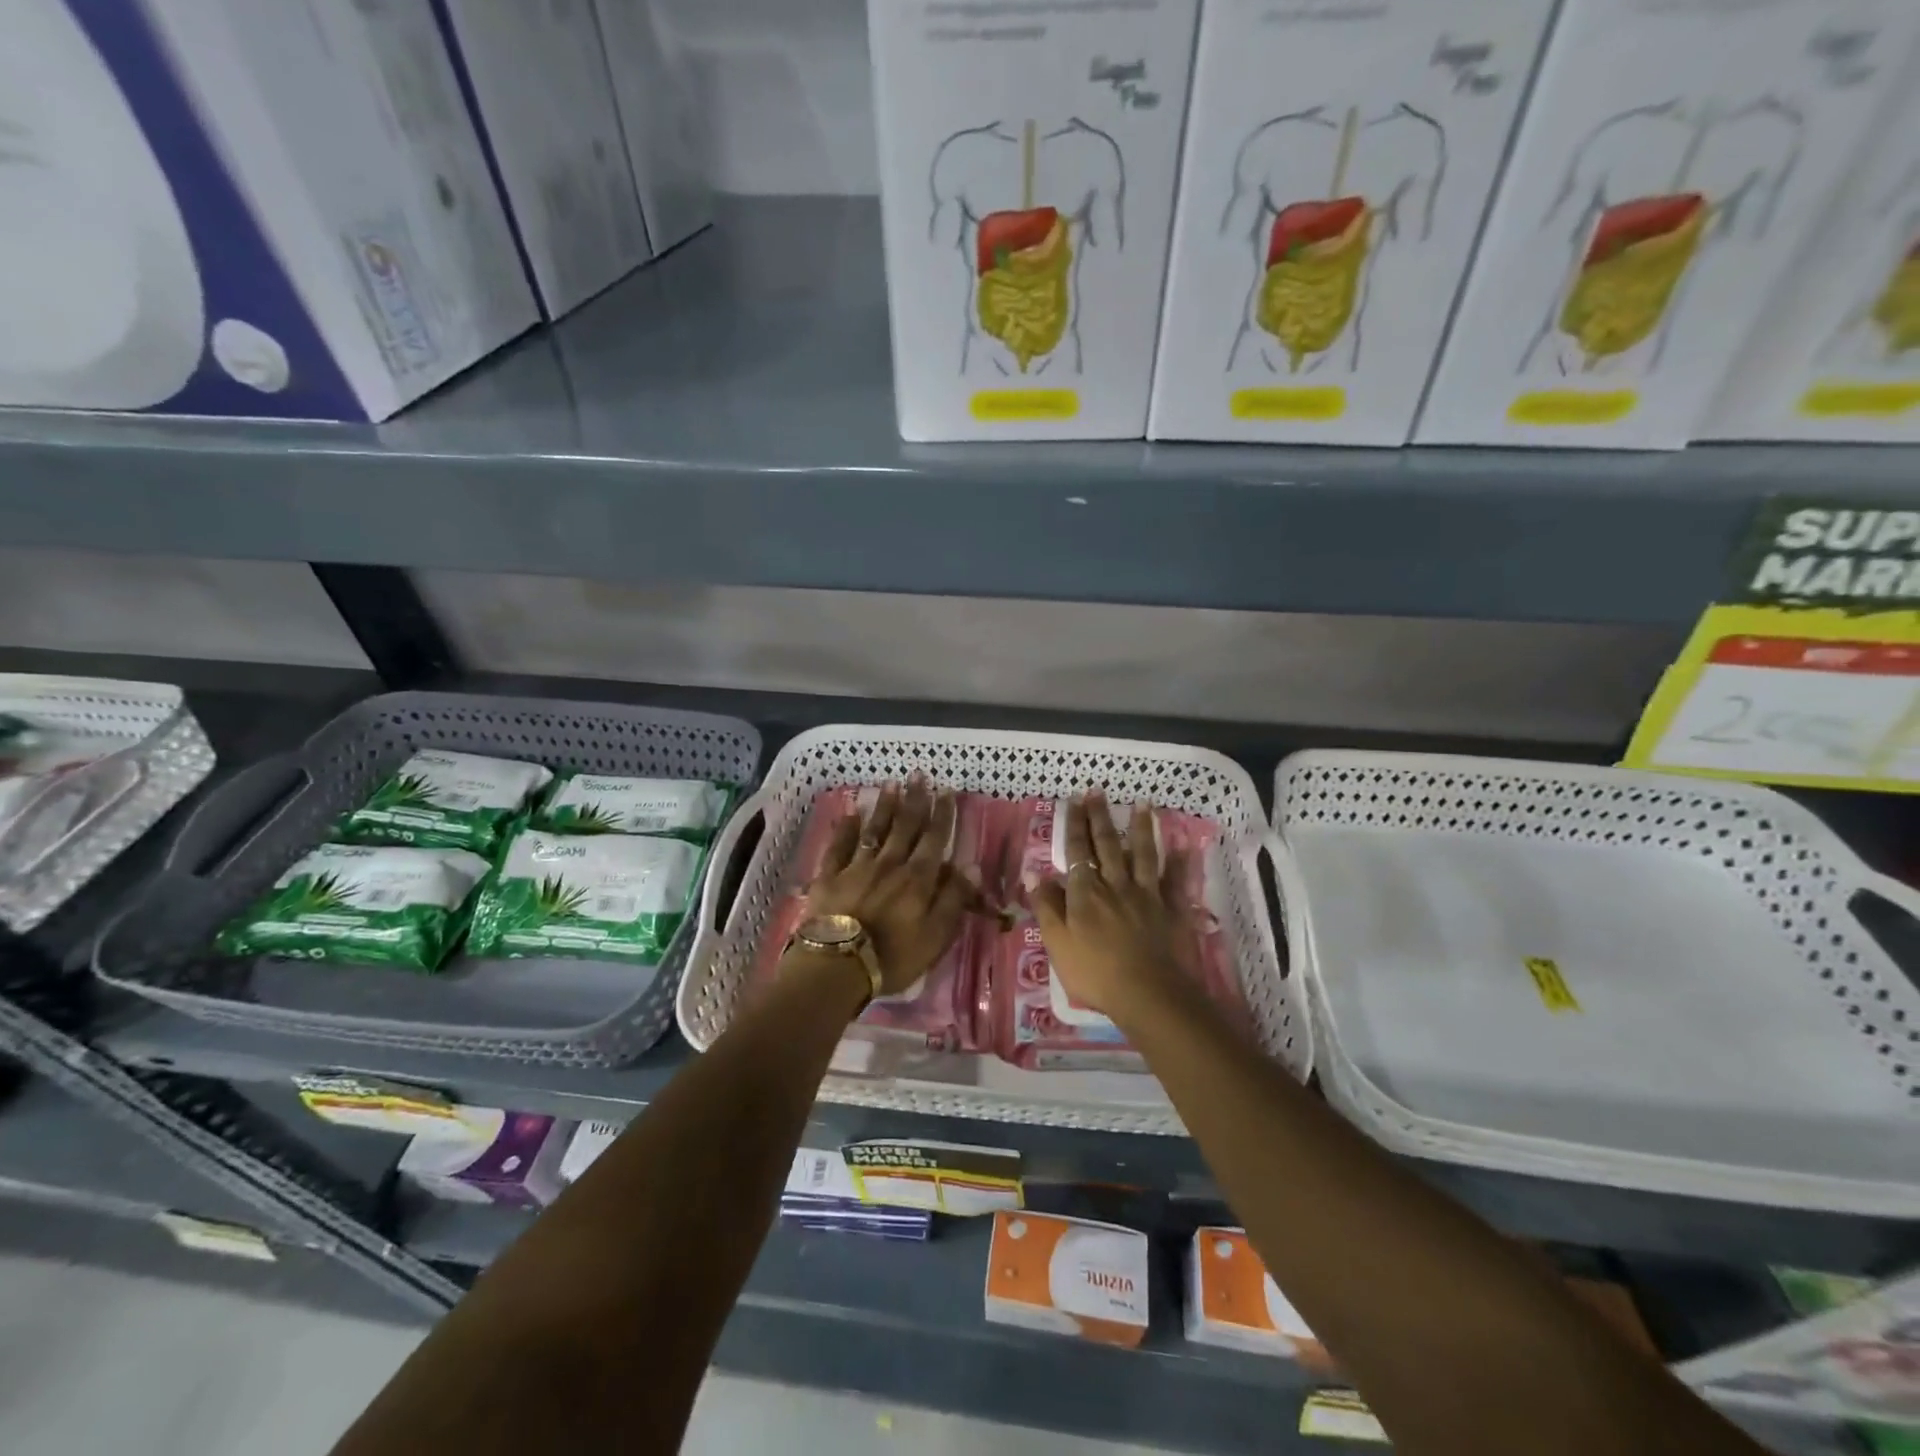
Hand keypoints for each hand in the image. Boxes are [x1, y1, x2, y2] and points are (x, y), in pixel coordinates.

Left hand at [800, 778, 974, 996]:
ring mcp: (856, 867)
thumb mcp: (936, 936)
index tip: (946, 790)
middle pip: (905, 826)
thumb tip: (971, 866)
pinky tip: (850, 813)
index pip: (934, 838)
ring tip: (891, 784)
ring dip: (885, 806)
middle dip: (914, 799)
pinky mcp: (829, 876)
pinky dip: (845, 828)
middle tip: (919, 774)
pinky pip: (839, 846)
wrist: (837, 966)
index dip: (942, 814)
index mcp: (917, 878)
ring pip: (874, 829)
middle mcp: (889, 864)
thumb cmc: (893, 957)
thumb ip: (953, 899)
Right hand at [1031, 792, 1196, 1028]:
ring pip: (1142, 854)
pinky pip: (1176, 881)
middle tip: (1098, 791)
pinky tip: (1183, 845)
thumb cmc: (1094, 972)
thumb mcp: (1057, 942)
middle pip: (1107, 845)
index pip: (1077, 851)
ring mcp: (1146, 895)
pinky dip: (1180, 862)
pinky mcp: (1171, 909)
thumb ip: (1046, 906)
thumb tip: (1033, 872)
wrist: (1147, 993)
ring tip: (1142, 803)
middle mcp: (1116, 884)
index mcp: (1086, 892)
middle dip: (1100, 816)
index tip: (1074, 800)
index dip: (1075, 825)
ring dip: (1141, 827)